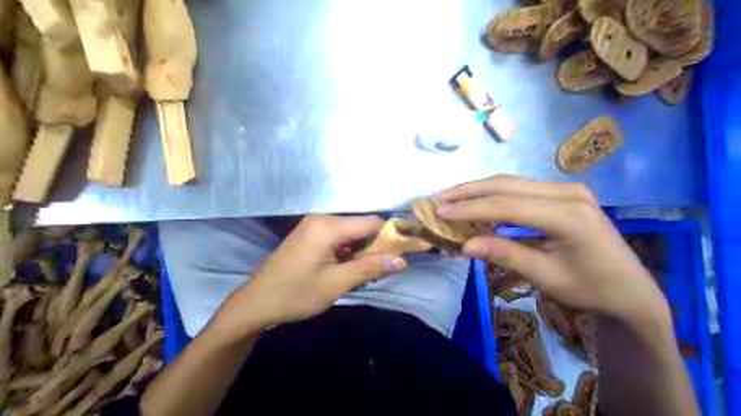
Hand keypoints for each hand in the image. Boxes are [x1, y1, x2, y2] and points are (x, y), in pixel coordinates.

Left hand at [212, 214, 407, 334]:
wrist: (256, 302)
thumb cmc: (296, 294)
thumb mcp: (337, 283)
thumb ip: (371, 268)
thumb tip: (402, 261)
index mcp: (328, 226)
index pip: (372, 223)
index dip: (391, 237)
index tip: (402, 255)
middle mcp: (322, 218)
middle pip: (361, 227)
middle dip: (374, 247)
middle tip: (380, 271)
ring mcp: (313, 224)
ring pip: (351, 233)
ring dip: (361, 251)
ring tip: (363, 274)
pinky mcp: (309, 233)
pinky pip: (338, 236)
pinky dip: (348, 251)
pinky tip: (346, 269)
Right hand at [436, 176, 669, 324]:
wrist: (630, 290)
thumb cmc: (590, 289)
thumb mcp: (545, 276)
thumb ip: (505, 254)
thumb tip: (464, 245)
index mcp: (568, 216)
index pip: (508, 205)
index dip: (471, 208)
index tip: (441, 211)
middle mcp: (568, 193)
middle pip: (508, 184)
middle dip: (470, 191)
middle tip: (441, 197)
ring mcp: (568, 190)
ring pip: (513, 182)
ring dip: (480, 189)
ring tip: (453, 196)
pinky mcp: (564, 194)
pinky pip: (522, 188)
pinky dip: (496, 194)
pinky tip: (480, 200)